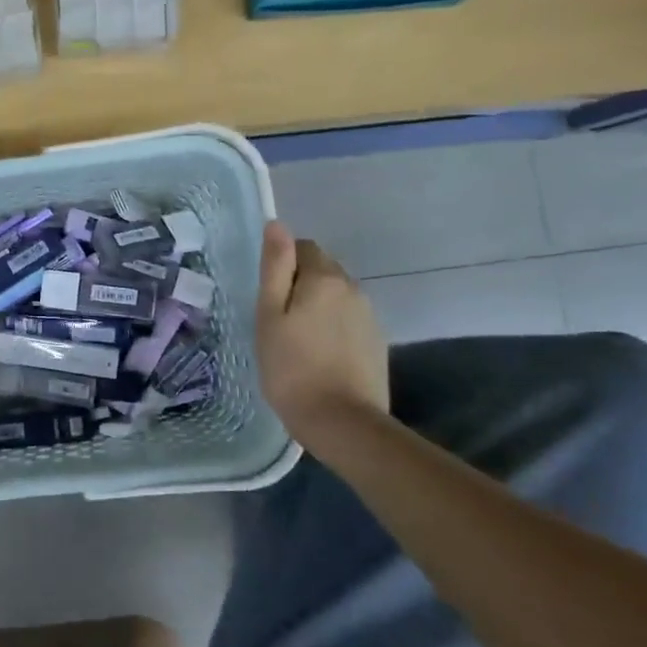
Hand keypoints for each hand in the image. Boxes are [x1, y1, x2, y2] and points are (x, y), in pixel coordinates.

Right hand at [256, 222, 389, 457]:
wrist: (342, 422)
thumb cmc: (291, 367)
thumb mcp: (269, 315)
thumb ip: (274, 266)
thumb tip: (277, 224)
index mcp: (324, 277)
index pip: (303, 247)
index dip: (282, 265)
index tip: (268, 296)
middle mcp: (353, 288)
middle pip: (322, 270)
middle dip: (301, 283)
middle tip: (279, 320)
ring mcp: (370, 315)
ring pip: (337, 295)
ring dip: (318, 305)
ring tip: (298, 340)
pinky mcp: (377, 342)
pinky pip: (350, 319)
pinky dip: (334, 327)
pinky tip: (321, 354)